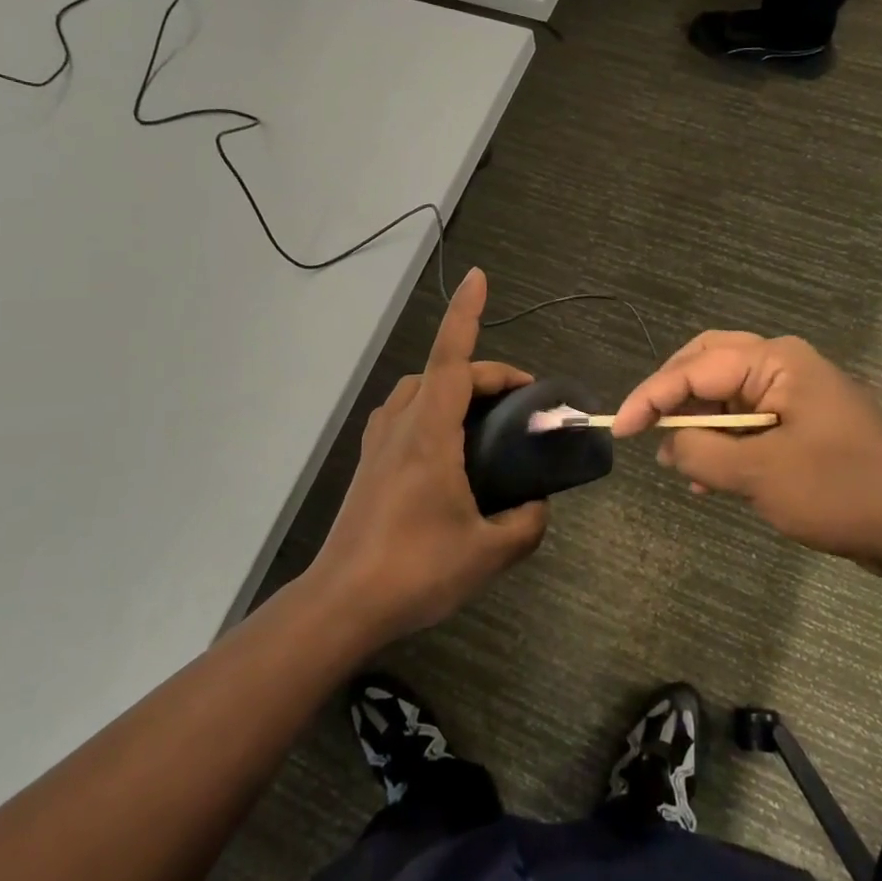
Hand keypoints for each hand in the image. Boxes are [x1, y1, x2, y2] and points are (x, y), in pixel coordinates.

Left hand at [303, 268, 548, 645]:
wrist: (342, 604)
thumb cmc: (416, 570)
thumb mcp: (489, 552)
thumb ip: (526, 523)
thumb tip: (539, 507)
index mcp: (430, 432)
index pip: (452, 358)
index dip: (466, 313)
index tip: (479, 276)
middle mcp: (401, 425)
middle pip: (443, 372)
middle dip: (486, 374)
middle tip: (524, 402)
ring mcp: (379, 443)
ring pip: (419, 390)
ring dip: (454, 388)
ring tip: (486, 420)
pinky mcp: (370, 464)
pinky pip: (405, 415)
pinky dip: (431, 409)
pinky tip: (448, 449)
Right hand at [612, 331, 881, 576]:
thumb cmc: (843, 491)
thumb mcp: (761, 474)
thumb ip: (704, 453)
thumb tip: (669, 445)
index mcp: (776, 362)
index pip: (694, 368)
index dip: (650, 397)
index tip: (617, 429)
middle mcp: (783, 367)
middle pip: (707, 365)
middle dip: (671, 395)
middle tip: (641, 425)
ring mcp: (795, 395)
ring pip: (725, 395)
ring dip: (696, 423)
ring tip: (676, 462)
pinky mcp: (802, 425)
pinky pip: (746, 423)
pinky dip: (721, 444)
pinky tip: (708, 479)